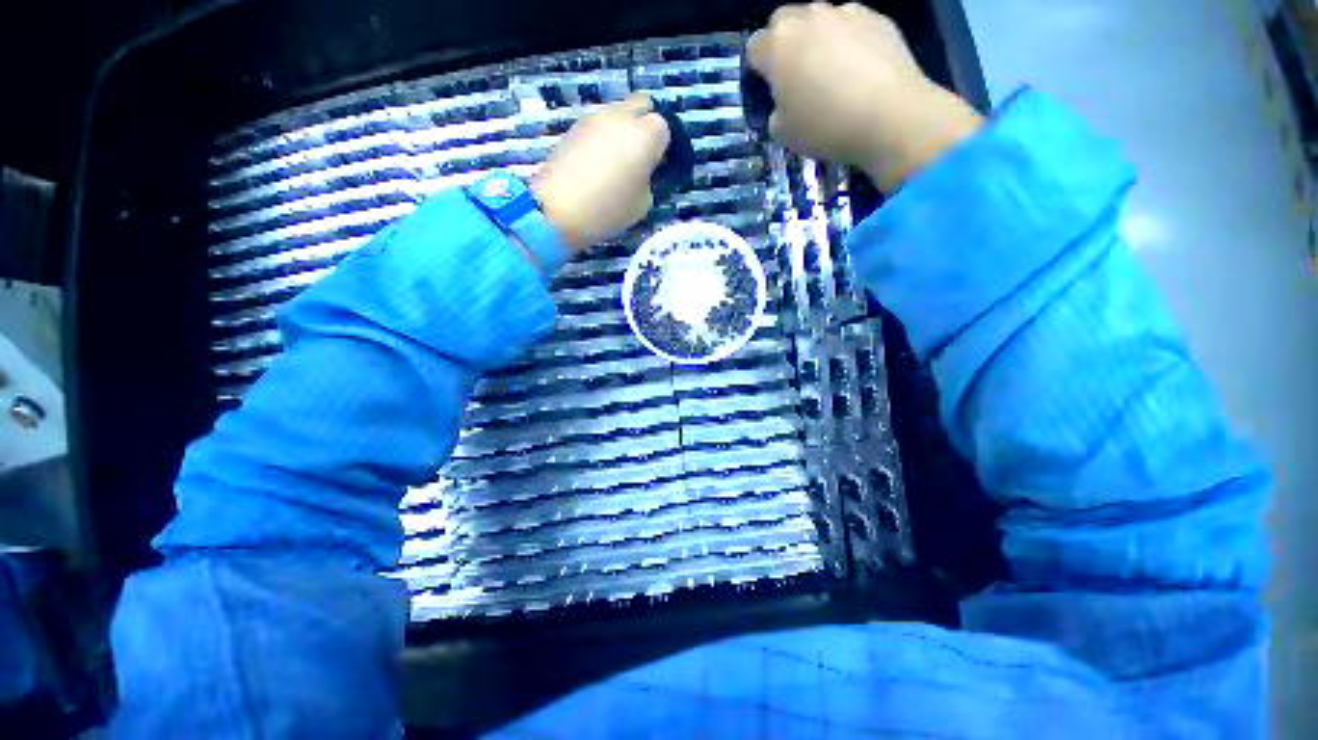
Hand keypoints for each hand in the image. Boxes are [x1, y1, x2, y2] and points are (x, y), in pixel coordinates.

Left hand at [533, 94, 670, 249]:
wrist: (558, 209)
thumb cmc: (609, 209)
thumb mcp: (643, 204)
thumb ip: (650, 180)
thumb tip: (644, 172)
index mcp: (646, 134)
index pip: (665, 127)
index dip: (663, 147)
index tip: (657, 167)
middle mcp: (621, 116)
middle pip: (642, 105)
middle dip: (645, 125)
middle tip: (640, 156)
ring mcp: (594, 118)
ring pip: (617, 113)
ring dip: (622, 130)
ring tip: (615, 163)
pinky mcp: (573, 127)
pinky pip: (597, 126)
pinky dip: (602, 138)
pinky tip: (595, 165)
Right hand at [747, 3, 983, 192]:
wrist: (888, 115)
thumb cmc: (825, 127)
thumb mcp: (783, 134)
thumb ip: (775, 112)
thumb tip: (783, 104)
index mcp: (778, 45)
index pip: (755, 48)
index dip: (759, 70)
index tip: (768, 90)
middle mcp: (808, 17)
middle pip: (784, 22)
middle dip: (785, 45)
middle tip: (796, 77)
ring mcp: (844, 12)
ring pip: (819, 20)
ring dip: (817, 40)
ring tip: (831, 73)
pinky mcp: (876, 16)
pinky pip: (851, 25)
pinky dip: (848, 42)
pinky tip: (858, 70)